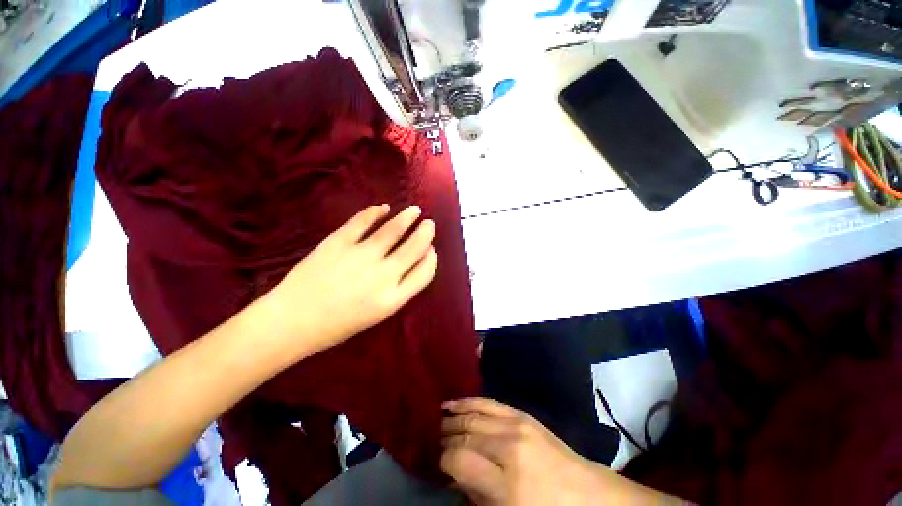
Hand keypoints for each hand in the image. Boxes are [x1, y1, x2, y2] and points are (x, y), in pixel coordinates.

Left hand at [260, 204, 437, 356]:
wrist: (291, 322)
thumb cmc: (336, 325)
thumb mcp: (376, 315)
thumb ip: (397, 291)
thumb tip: (409, 264)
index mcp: (392, 299)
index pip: (424, 273)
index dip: (431, 258)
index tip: (432, 249)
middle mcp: (382, 276)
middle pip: (414, 248)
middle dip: (426, 233)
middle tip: (429, 224)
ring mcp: (360, 257)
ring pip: (392, 231)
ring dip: (407, 218)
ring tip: (415, 210)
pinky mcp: (338, 243)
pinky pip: (361, 222)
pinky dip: (374, 212)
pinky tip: (382, 208)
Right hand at [441, 399, 678, 505]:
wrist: (588, 497)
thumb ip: (475, 495)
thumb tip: (452, 473)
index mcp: (506, 481)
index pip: (458, 458)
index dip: (442, 460)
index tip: (435, 463)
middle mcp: (509, 445)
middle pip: (465, 432)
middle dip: (445, 436)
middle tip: (431, 439)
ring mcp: (517, 424)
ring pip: (474, 414)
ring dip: (453, 416)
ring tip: (438, 417)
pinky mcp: (523, 414)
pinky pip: (489, 402)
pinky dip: (469, 402)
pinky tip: (455, 403)